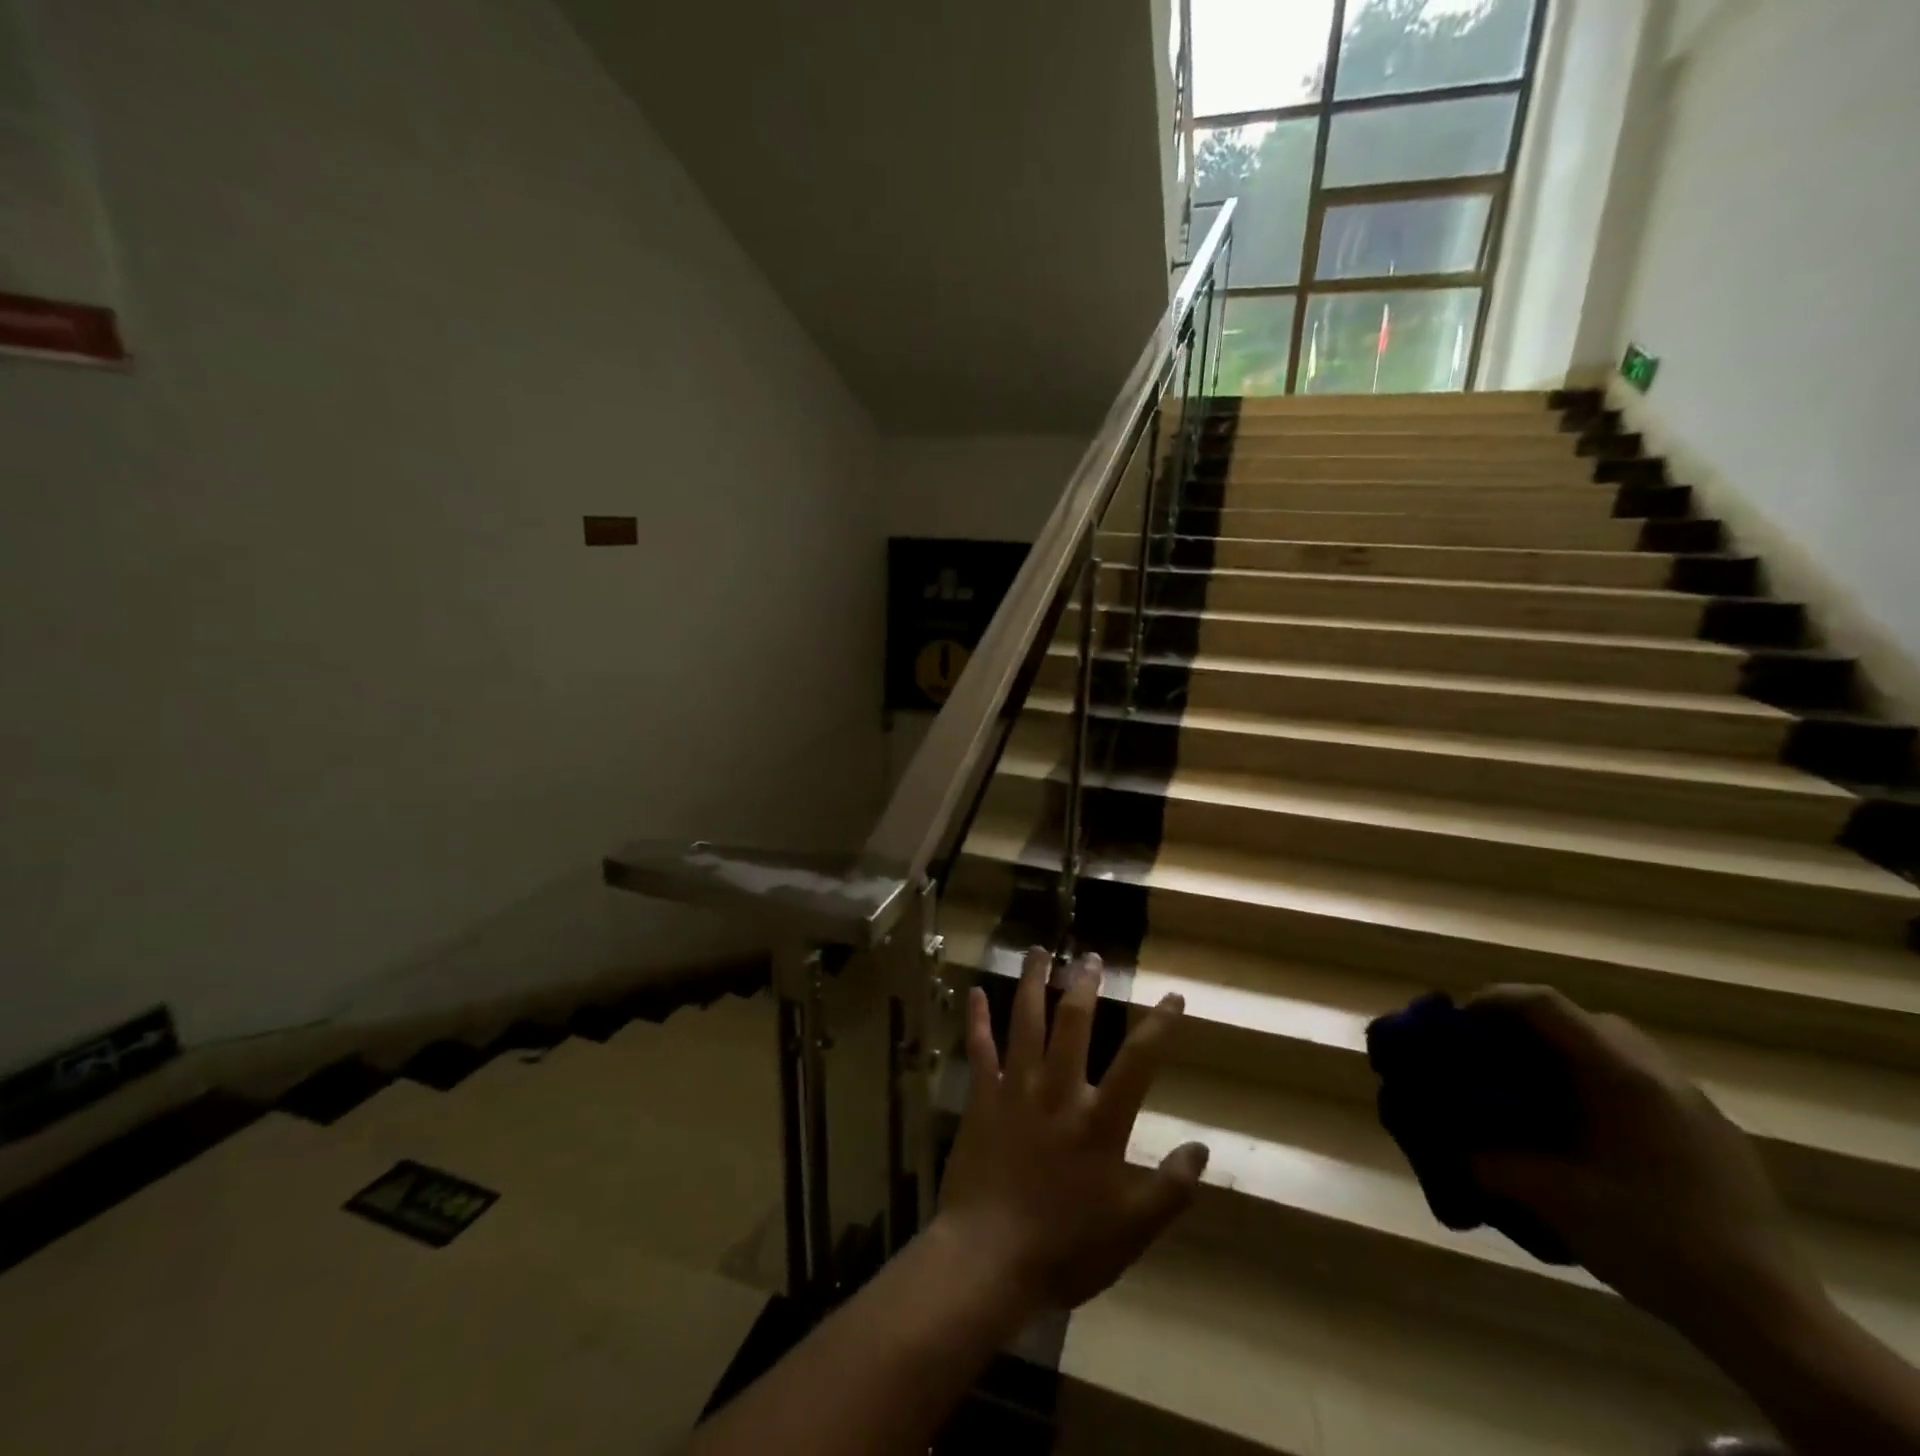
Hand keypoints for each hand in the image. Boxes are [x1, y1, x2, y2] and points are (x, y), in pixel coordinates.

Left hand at [936, 948, 1208, 1313]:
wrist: (989, 1259)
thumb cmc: (1065, 1248)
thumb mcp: (1131, 1230)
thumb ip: (1169, 1189)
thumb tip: (1202, 1148)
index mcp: (1099, 1121)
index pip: (1138, 1061)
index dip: (1159, 1025)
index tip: (1172, 996)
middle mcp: (1058, 1092)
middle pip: (1073, 1023)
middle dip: (1084, 985)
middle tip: (1089, 955)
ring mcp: (1016, 1090)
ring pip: (1025, 1022)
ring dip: (1031, 983)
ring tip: (1038, 951)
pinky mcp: (982, 1099)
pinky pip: (980, 1050)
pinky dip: (977, 1020)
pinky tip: (974, 993)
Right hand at [1468, 985, 1825, 1338]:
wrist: (1770, 1321)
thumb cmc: (1652, 1240)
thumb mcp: (1552, 1199)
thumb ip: (1491, 1162)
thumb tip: (1455, 1145)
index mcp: (1621, 1075)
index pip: (1545, 1004)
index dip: (1493, 1000)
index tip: (1458, 1022)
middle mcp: (1661, 1075)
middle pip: (1583, 1019)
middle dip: (1531, 1027)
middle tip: (1496, 1056)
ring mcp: (1697, 1106)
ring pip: (1620, 1050)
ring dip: (1571, 1056)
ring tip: (1540, 1093)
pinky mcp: (1716, 1137)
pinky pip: (1647, 1085)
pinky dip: (1605, 1087)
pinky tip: (1592, 1135)